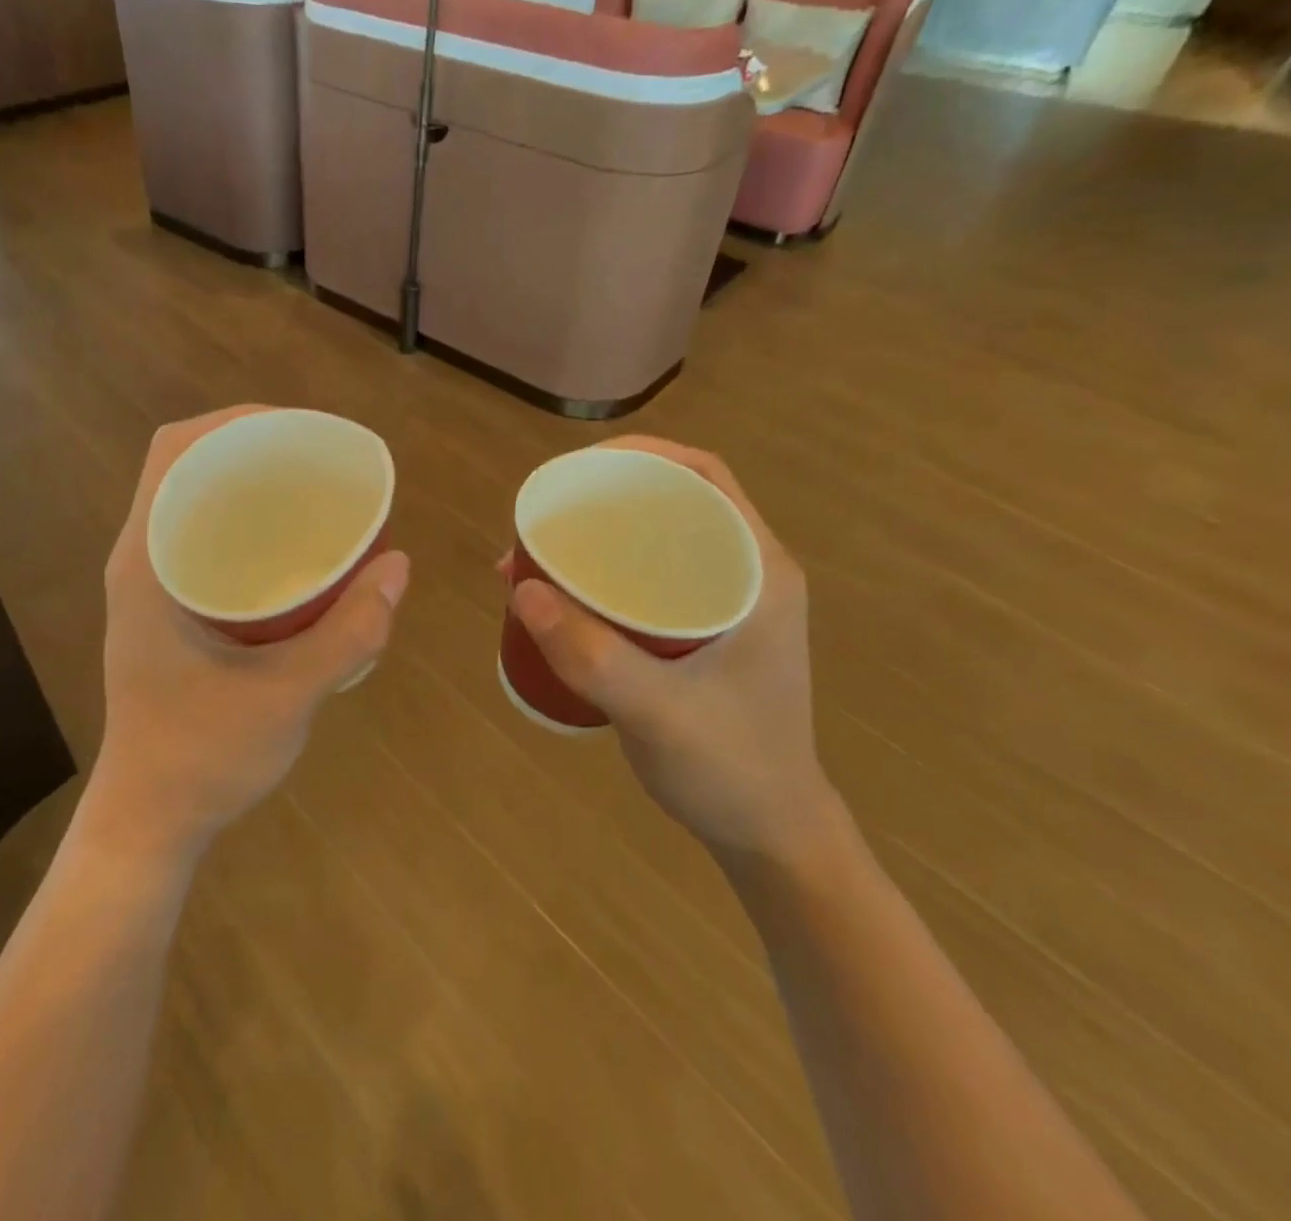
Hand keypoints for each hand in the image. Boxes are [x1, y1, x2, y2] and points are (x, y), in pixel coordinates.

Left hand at [92, 407, 411, 861]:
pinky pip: (204, 537)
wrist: (150, 820)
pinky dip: (247, 523)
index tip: (298, 430)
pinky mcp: (167, 608)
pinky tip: (294, 546)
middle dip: (251, 446)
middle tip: (318, 460)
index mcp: (148, 562)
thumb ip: (349, 633)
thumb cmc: (203, 757)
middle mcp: (141, 559)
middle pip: (188, 465)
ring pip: (196, 501)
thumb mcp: (287, 694)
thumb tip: (399, 565)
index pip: (174, 452)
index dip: (233, 421)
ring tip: (313, 489)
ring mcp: (150, 584)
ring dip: (249, 483)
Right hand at [506, 436, 836, 863]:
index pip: (703, 477)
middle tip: (546, 513)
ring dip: (602, 535)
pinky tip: (563, 596)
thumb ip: (590, 654)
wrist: (771, 834)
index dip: (640, 455)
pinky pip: (650, 578)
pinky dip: (605, 573)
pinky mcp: (703, 630)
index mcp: (758, 571)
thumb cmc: (730, 769)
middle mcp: (746, 573)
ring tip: (540, 551)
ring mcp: (726, 602)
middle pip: (674, 501)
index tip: (576, 470)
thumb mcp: (657, 712)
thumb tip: (519, 584)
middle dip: (607, 495)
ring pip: (658, 541)